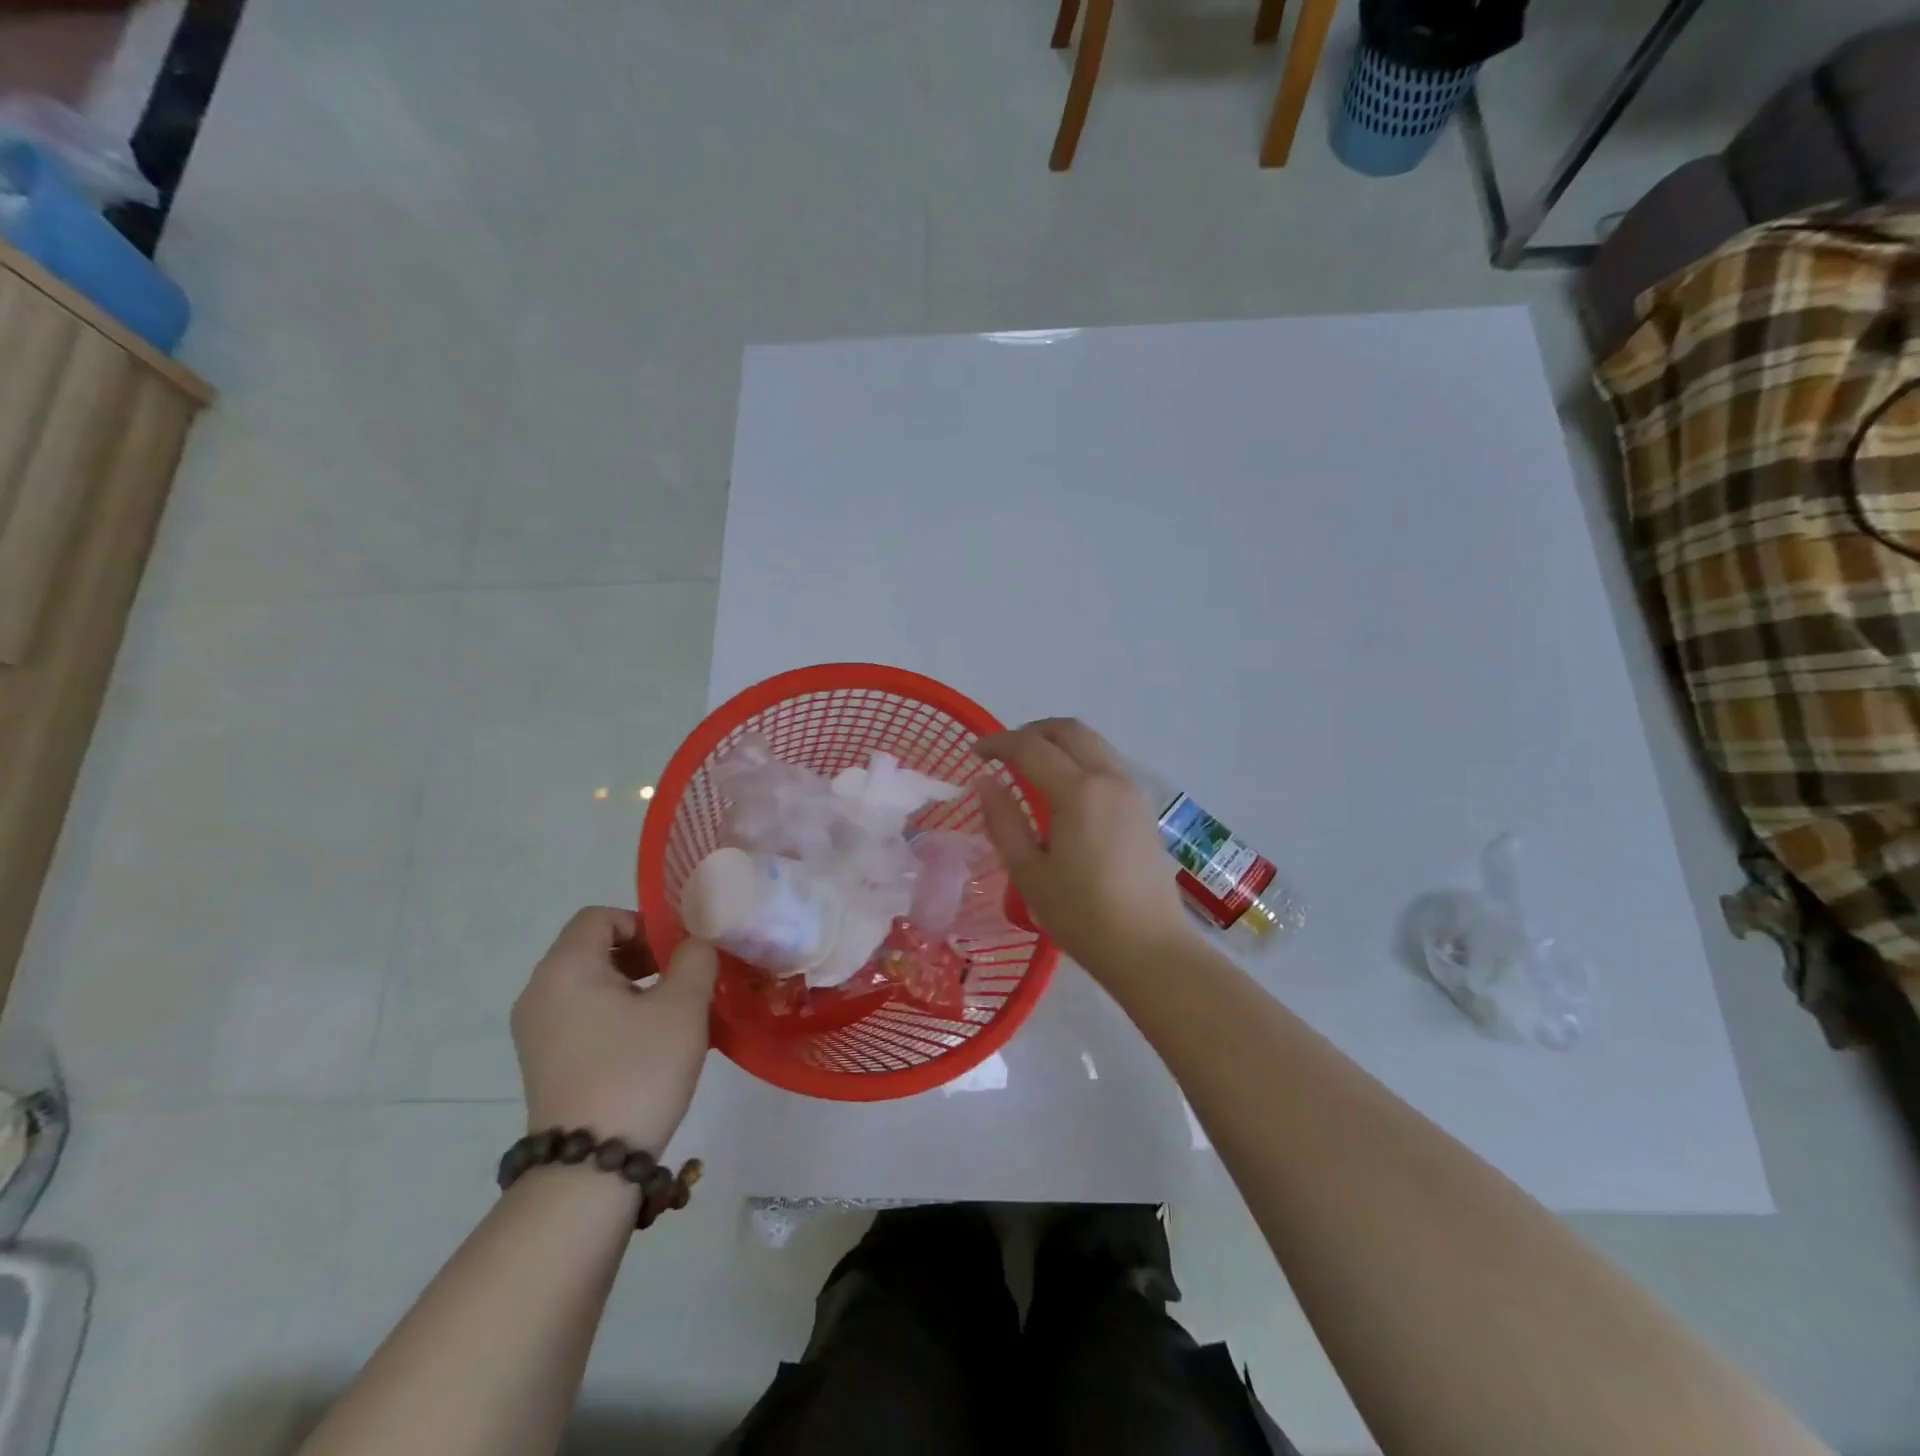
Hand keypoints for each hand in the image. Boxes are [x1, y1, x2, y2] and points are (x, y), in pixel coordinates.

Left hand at [511, 908, 717, 1155]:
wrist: (591, 1166)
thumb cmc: (638, 1070)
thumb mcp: (683, 1006)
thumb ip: (695, 958)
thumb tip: (695, 943)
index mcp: (565, 969)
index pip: (600, 917)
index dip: (643, 923)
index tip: (676, 953)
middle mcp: (540, 992)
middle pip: (593, 947)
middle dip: (643, 954)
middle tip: (681, 980)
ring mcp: (536, 1030)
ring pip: (589, 982)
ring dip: (633, 985)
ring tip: (671, 1013)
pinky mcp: (543, 1061)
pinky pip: (581, 1014)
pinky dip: (615, 1013)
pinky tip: (648, 1042)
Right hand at [974, 718, 1196, 976]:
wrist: (1150, 949)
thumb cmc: (1082, 916)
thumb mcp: (1029, 873)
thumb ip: (1004, 821)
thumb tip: (985, 782)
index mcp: (1078, 792)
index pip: (1031, 747)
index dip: (998, 743)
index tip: (974, 753)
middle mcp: (1109, 779)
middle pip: (1069, 730)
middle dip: (1031, 731)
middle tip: (1004, 752)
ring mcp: (1132, 791)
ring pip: (1093, 743)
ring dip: (1058, 742)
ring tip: (1031, 767)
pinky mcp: (1144, 808)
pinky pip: (1108, 764)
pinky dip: (1080, 759)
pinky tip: (1064, 791)